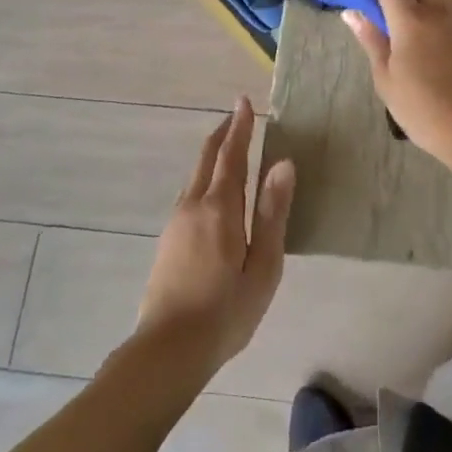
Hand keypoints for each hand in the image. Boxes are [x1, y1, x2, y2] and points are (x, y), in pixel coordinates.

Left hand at [136, 97, 293, 377]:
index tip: (245, 101)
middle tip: (238, 114)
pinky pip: (189, 194)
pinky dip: (204, 177)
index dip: (240, 127)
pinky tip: (212, 192)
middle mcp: (193, 205)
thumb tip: (283, 164)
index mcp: (220, 208)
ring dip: (212, 155)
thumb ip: (272, 212)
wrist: (168, 350)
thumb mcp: (263, 265)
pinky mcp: (168, 240)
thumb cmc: (226, 310)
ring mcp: (176, 222)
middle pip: (207, 158)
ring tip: (229, 148)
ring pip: (195, 176)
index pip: (232, 155)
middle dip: (223, 133)